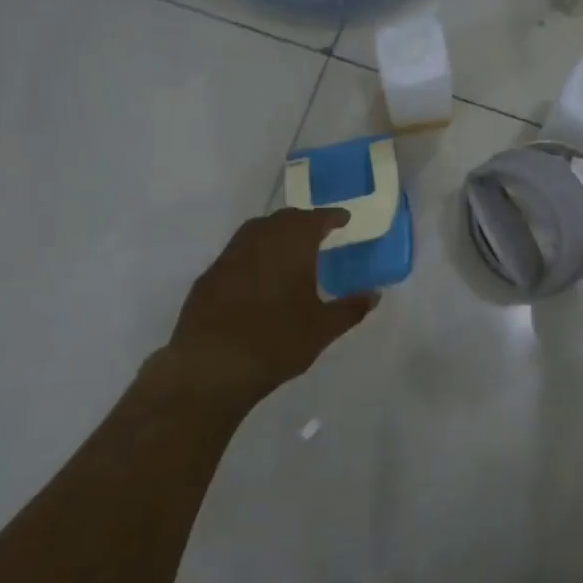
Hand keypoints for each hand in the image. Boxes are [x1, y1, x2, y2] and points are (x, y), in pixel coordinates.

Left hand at [156, 208, 378, 416]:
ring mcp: (229, 257)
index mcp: (292, 245)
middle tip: (318, 231)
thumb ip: (350, 309)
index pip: (315, 219)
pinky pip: (236, 252)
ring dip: (275, 233)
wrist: (211, 366)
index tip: (343, 219)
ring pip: (255, 231)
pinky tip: (258, 275)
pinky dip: (253, 253)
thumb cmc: (277, 341)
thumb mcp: (323, 329)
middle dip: (303, 221)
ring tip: (288, 249)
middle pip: (283, 219)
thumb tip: (374, 294)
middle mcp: (259, 241)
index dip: (332, 217)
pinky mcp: (208, 277)